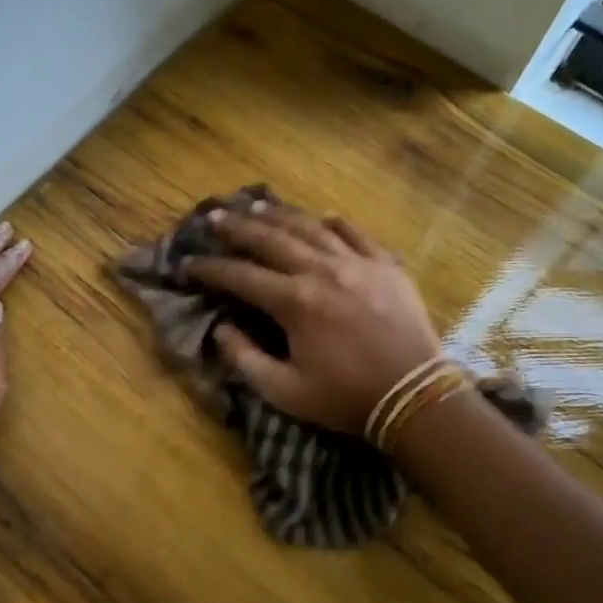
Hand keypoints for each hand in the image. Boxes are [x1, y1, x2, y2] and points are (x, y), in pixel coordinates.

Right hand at [184, 200, 438, 434]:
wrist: (414, 396)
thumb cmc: (345, 397)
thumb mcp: (284, 391)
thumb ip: (244, 359)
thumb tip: (221, 329)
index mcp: (294, 302)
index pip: (240, 276)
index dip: (210, 269)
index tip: (188, 264)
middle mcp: (321, 271)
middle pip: (271, 239)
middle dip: (238, 227)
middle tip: (215, 218)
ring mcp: (357, 263)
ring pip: (310, 227)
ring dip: (279, 215)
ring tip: (256, 205)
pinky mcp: (385, 265)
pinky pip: (355, 233)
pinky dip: (334, 222)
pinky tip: (320, 217)